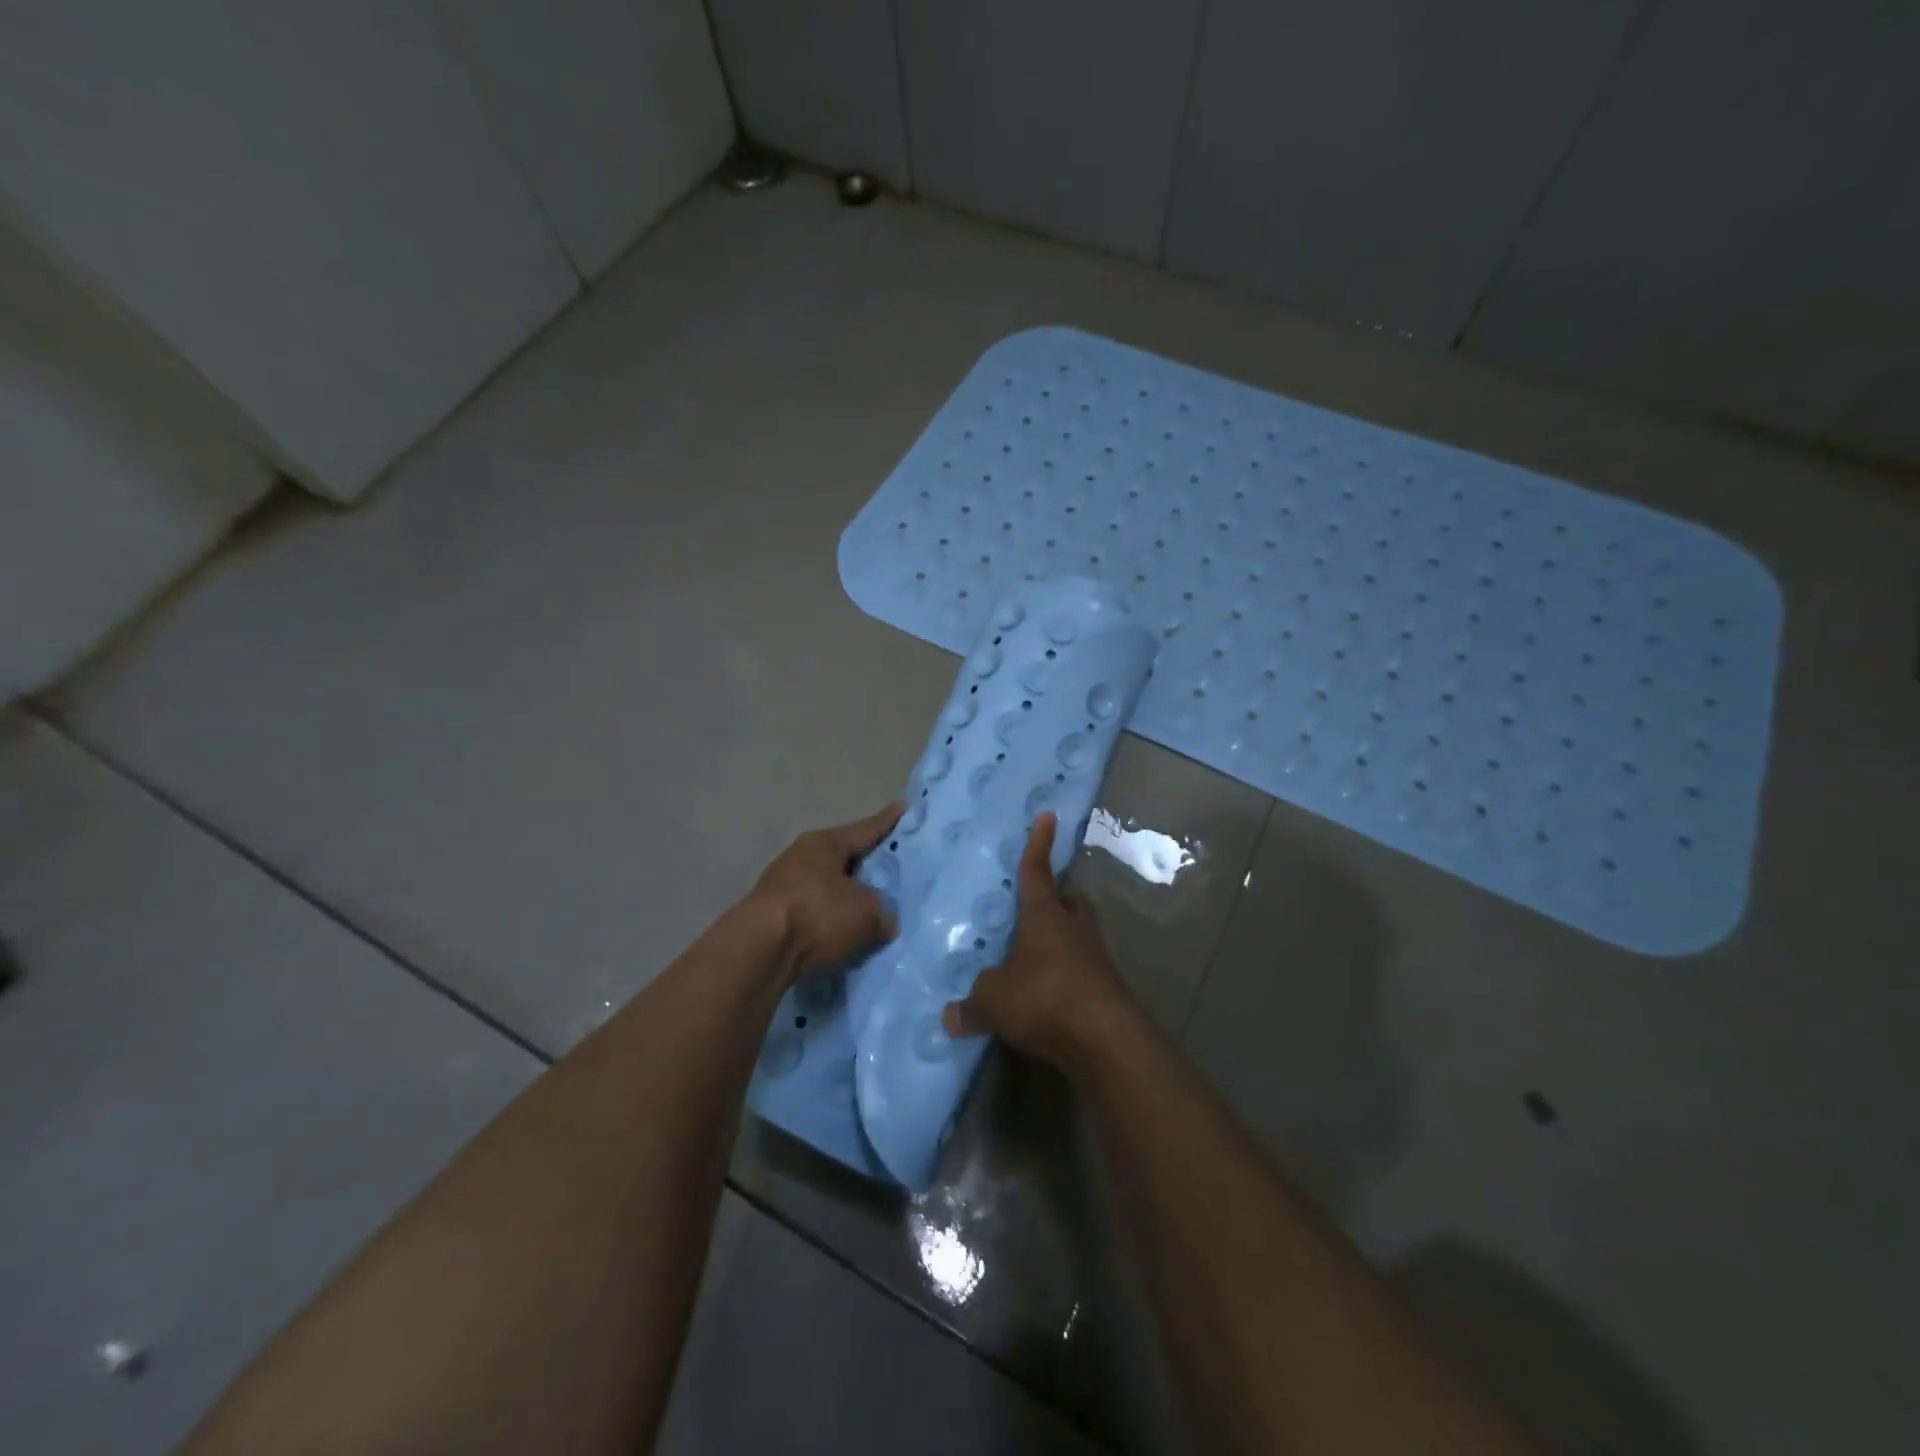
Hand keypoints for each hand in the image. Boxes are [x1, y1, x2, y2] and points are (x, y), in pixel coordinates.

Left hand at [747, 803, 901, 980]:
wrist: (759, 951)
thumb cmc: (817, 914)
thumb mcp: (866, 912)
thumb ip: (882, 911)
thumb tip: (884, 920)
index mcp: (826, 843)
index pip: (866, 828)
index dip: (888, 821)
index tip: (903, 808)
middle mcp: (802, 855)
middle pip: (844, 856)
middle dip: (868, 862)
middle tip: (894, 864)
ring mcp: (784, 884)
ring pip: (828, 884)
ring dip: (847, 894)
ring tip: (872, 904)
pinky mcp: (774, 914)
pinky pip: (815, 909)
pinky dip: (831, 917)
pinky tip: (845, 930)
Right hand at [942, 813, 1132, 1066]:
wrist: (1105, 1039)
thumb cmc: (1045, 998)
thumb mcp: (994, 1000)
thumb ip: (972, 1004)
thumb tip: (950, 1016)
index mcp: (1045, 916)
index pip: (1038, 871)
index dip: (1039, 845)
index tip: (1048, 817)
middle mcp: (1074, 928)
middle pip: (1070, 900)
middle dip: (1057, 897)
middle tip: (1040, 903)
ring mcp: (1096, 957)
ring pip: (1080, 933)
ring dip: (1064, 937)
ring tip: (1038, 952)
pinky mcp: (1108, 988)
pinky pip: (1084, 968)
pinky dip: (1068, 973)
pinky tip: (1050, 993)